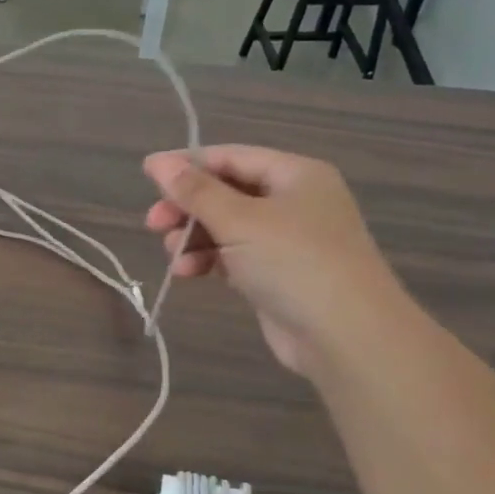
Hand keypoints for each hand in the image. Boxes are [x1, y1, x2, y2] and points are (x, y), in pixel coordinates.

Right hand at [143, 146, 410, 377]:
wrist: (347, 336)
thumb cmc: (294, 263)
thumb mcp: (239, 220)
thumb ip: (194, 191)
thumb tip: (156, 161)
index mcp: (295, 175)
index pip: (231, 157)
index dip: (187, 165)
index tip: (147, 177)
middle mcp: (293, 201)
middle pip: (226, 192)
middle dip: (188, 207)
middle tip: (154, 224)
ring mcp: (287, 240)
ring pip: (226, 226)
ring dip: (194, 237)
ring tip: (172, 254)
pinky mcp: (277, 273)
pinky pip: (233, 255)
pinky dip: (208, 260)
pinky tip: (188, 273)